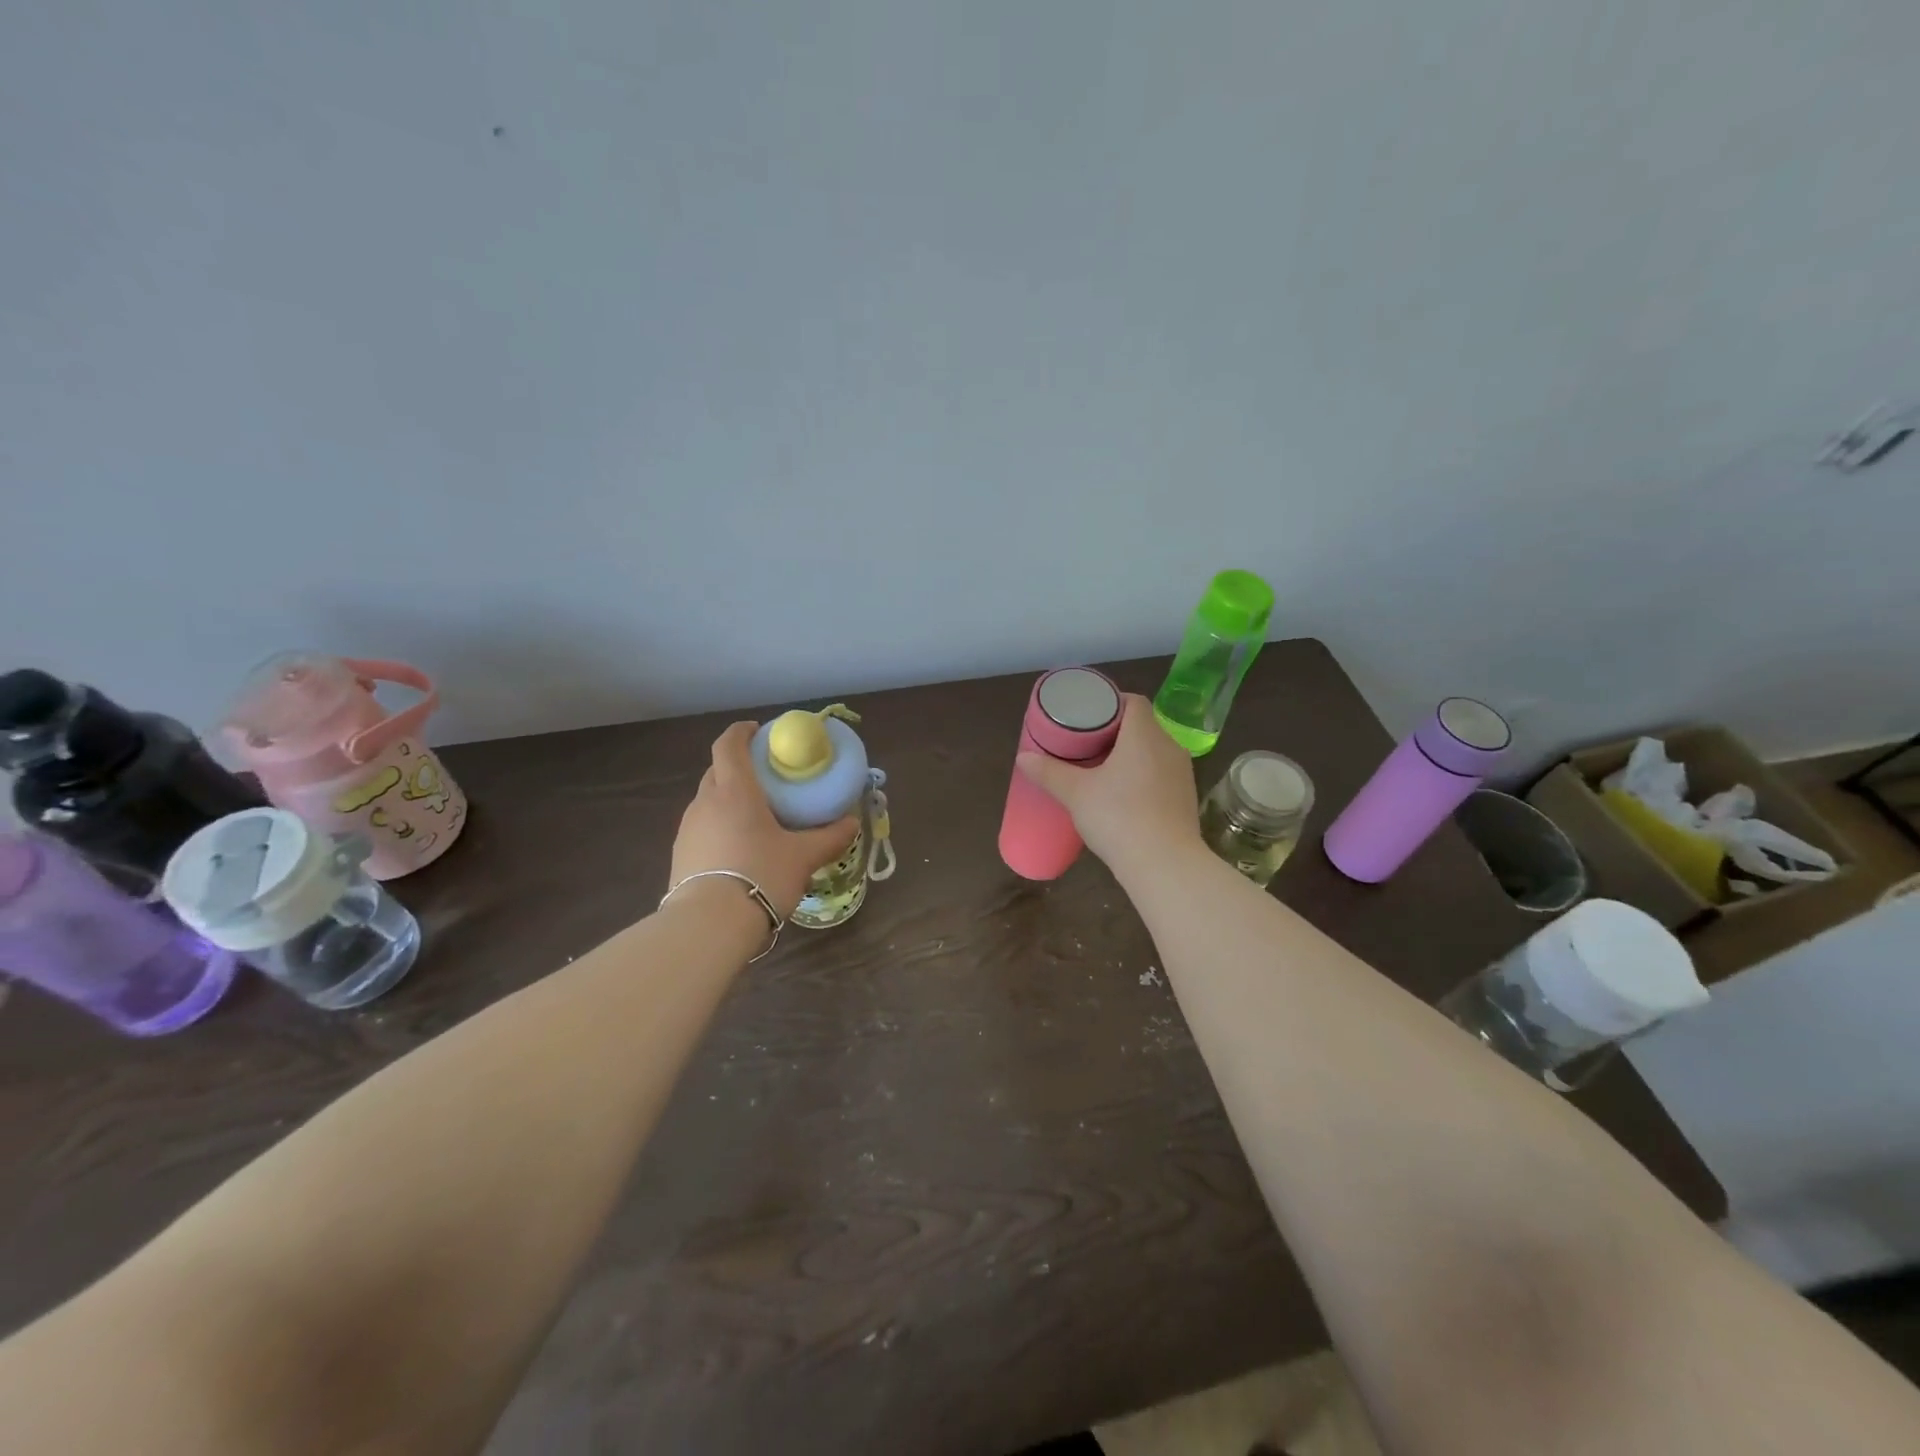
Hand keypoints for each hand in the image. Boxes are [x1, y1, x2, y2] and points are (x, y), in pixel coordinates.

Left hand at [670, 722, 859, 917]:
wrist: (709, 925)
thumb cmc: (761, 875)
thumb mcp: (804, 857)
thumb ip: (829, 837)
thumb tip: (852, 823)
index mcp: (734, 790)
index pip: (729, 744)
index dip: (742, 732)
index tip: (758, 731)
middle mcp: (705, 802)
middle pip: (717, 770)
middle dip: (739, 767)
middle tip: (766, 779)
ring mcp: (688, 829)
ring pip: (708, 801)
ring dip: (728, 799)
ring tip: (755, 817)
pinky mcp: (680, 855)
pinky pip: (702, 828)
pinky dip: (719, 826)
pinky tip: (738, 849)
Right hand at [1016, 694, 1202, 878]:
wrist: (1165, 865)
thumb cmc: (1118, 817)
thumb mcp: (1076, 794)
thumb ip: (1049, 773)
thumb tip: (1023, 758)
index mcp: (1144, 735)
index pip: (1133, 701)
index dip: (1111, 702)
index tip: (1088, 715)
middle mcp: (1169, 746)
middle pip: (1143, 725)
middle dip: (1116, 730)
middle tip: (1087, 742)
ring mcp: (1182, 773)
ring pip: (1154, 750)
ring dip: (1131, 754)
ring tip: (1103, 767)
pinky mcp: (1186, 797)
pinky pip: (1162, 773)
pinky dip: (1144, 775)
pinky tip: (1124, 794)